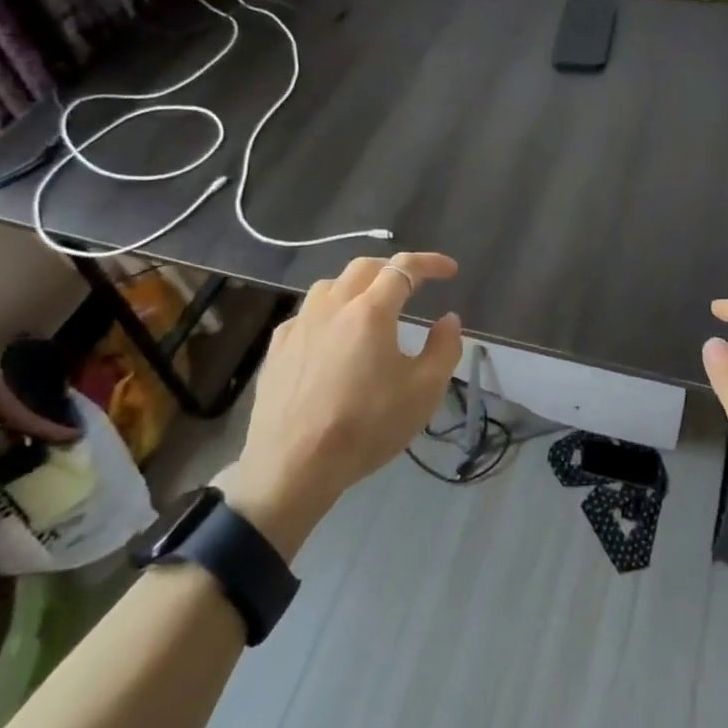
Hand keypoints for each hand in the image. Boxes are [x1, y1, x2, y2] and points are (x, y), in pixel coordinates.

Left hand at [215, 252, 462, 558]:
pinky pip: (308, 313)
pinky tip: (332, 337)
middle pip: (365, 267)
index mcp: (371, 310)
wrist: (294, 465)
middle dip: (393, 268)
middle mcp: (333, 305)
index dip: (431, 263)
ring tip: (371, 306)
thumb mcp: (424, 391)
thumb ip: (444, 348)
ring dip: (358, 286)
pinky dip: (329, 312)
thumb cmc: (366, 426)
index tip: (450, 270)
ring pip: (331, 285)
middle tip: (413, 284)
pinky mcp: (278, 347)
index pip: (405, 268)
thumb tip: (448, 319)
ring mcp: (300, 324)